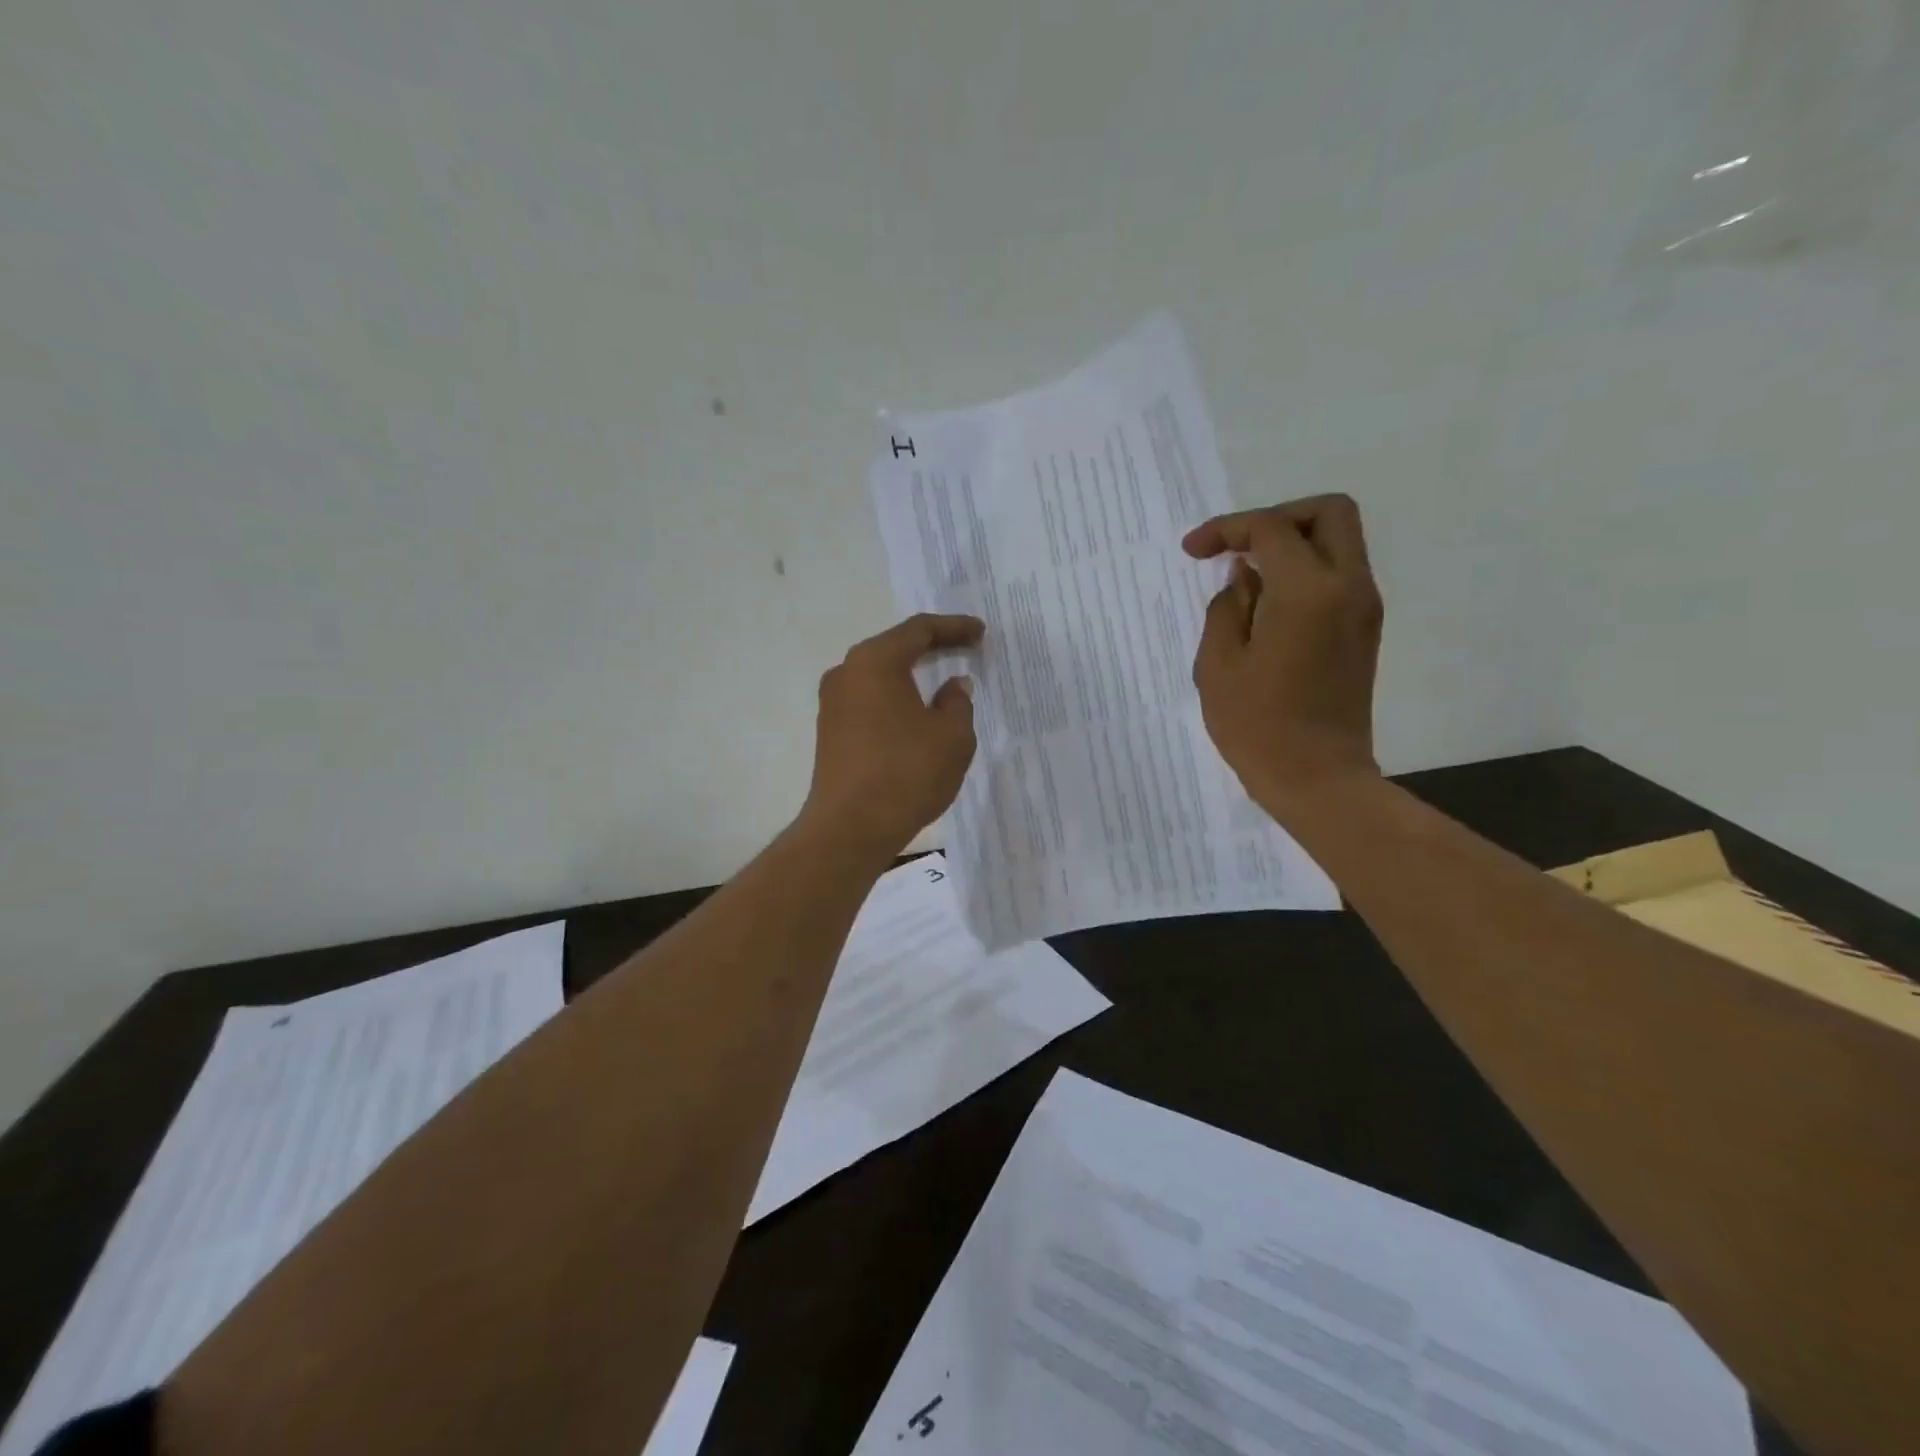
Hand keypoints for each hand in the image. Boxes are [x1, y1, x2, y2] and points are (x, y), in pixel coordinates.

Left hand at [798, 613, 984, 860]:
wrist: (850, 829)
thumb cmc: (907, 773)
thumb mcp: (952, 736)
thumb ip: (958, 702)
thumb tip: (953, 686)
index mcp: (875, 662)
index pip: (919, 631)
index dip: (954, 628)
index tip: (980, 633)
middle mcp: (846, 673)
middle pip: (894, 648)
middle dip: (932, 647)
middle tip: (965, 649)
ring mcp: (833, 703)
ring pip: (879, 676)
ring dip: (911, 675)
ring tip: (943, 680)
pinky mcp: (830, 731)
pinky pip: (869, 700)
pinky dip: (895, 698)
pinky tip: (916, 712)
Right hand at [1185, 495, 1383, 815]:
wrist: (1317, 778)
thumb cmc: (1257, 726)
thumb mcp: (1218, 664)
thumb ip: (1228, 607)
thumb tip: (1246, 578)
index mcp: (1308, 591)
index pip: (1271, 530)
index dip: (1227, 529)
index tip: (1193, 551)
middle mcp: (1348, 587)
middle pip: (1328, 513)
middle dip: (1278, 517)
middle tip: (1238, 546)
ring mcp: (1363, 608)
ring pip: (1339, 541)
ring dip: (1293, 544)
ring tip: (1247, 577)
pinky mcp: (1364, 630)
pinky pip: (1339, 575)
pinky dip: (1305, 571)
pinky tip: (1267, 604)